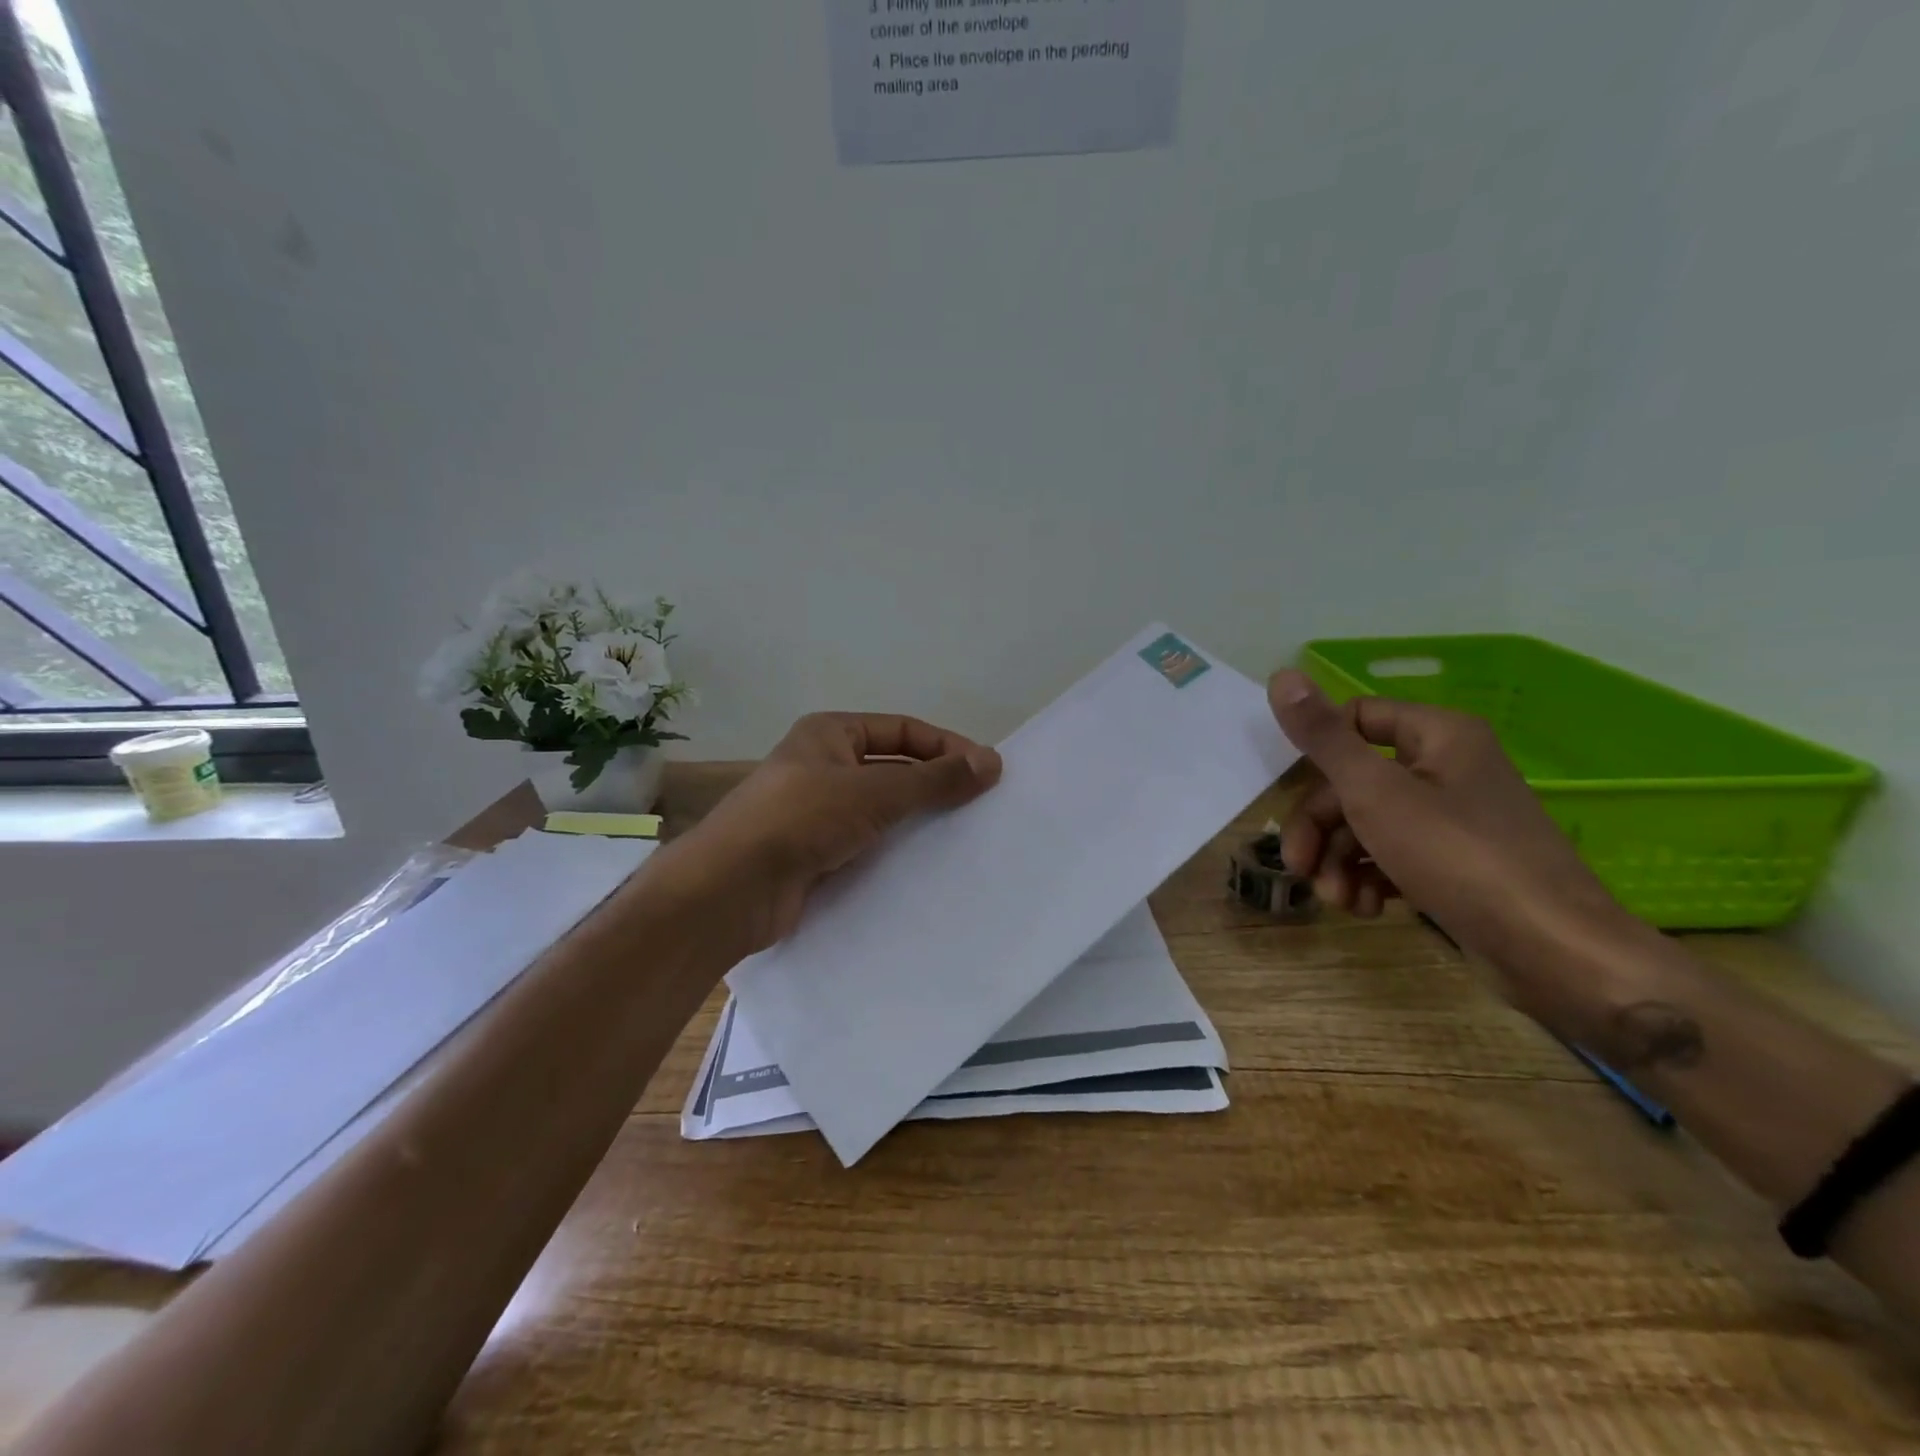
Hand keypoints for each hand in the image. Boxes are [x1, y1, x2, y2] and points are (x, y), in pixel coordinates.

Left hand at [664, 712, 1001, 955]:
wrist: (731, 890)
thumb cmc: (801, 819)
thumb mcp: (874, 791)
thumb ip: (933, 780)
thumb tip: (992, 762)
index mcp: (830, 734)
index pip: (903, 730)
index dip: (946, 746)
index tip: (986, 772)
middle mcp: (823, 767)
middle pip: (893, 769)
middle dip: (935, 785)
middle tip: (981, 807)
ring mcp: (817, 813)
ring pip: (881, 810)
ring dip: (917, 821)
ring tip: (963, 839)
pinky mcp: (816, 854)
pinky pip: (867, 845)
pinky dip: (895, 851)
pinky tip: (926, 868)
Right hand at [1267, 669, 1645, 1030]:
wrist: (1554, 952)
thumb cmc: (1458, 857)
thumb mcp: (1375, 792)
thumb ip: (1324, 737)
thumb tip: (1280, 676)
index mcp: (1437, 735)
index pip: (1354, 721)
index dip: (1318, 758)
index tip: (1295, 801)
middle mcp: (1446, 767)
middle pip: (1353, 782)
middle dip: (1320, 829)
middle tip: (1299, 868)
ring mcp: (1452, 818)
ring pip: (1368, 824)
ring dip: (1339, 862)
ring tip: (1338, 900)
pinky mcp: (1455, 863)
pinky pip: (1394, 856)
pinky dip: (1370, 879)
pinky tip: (1366, 909)